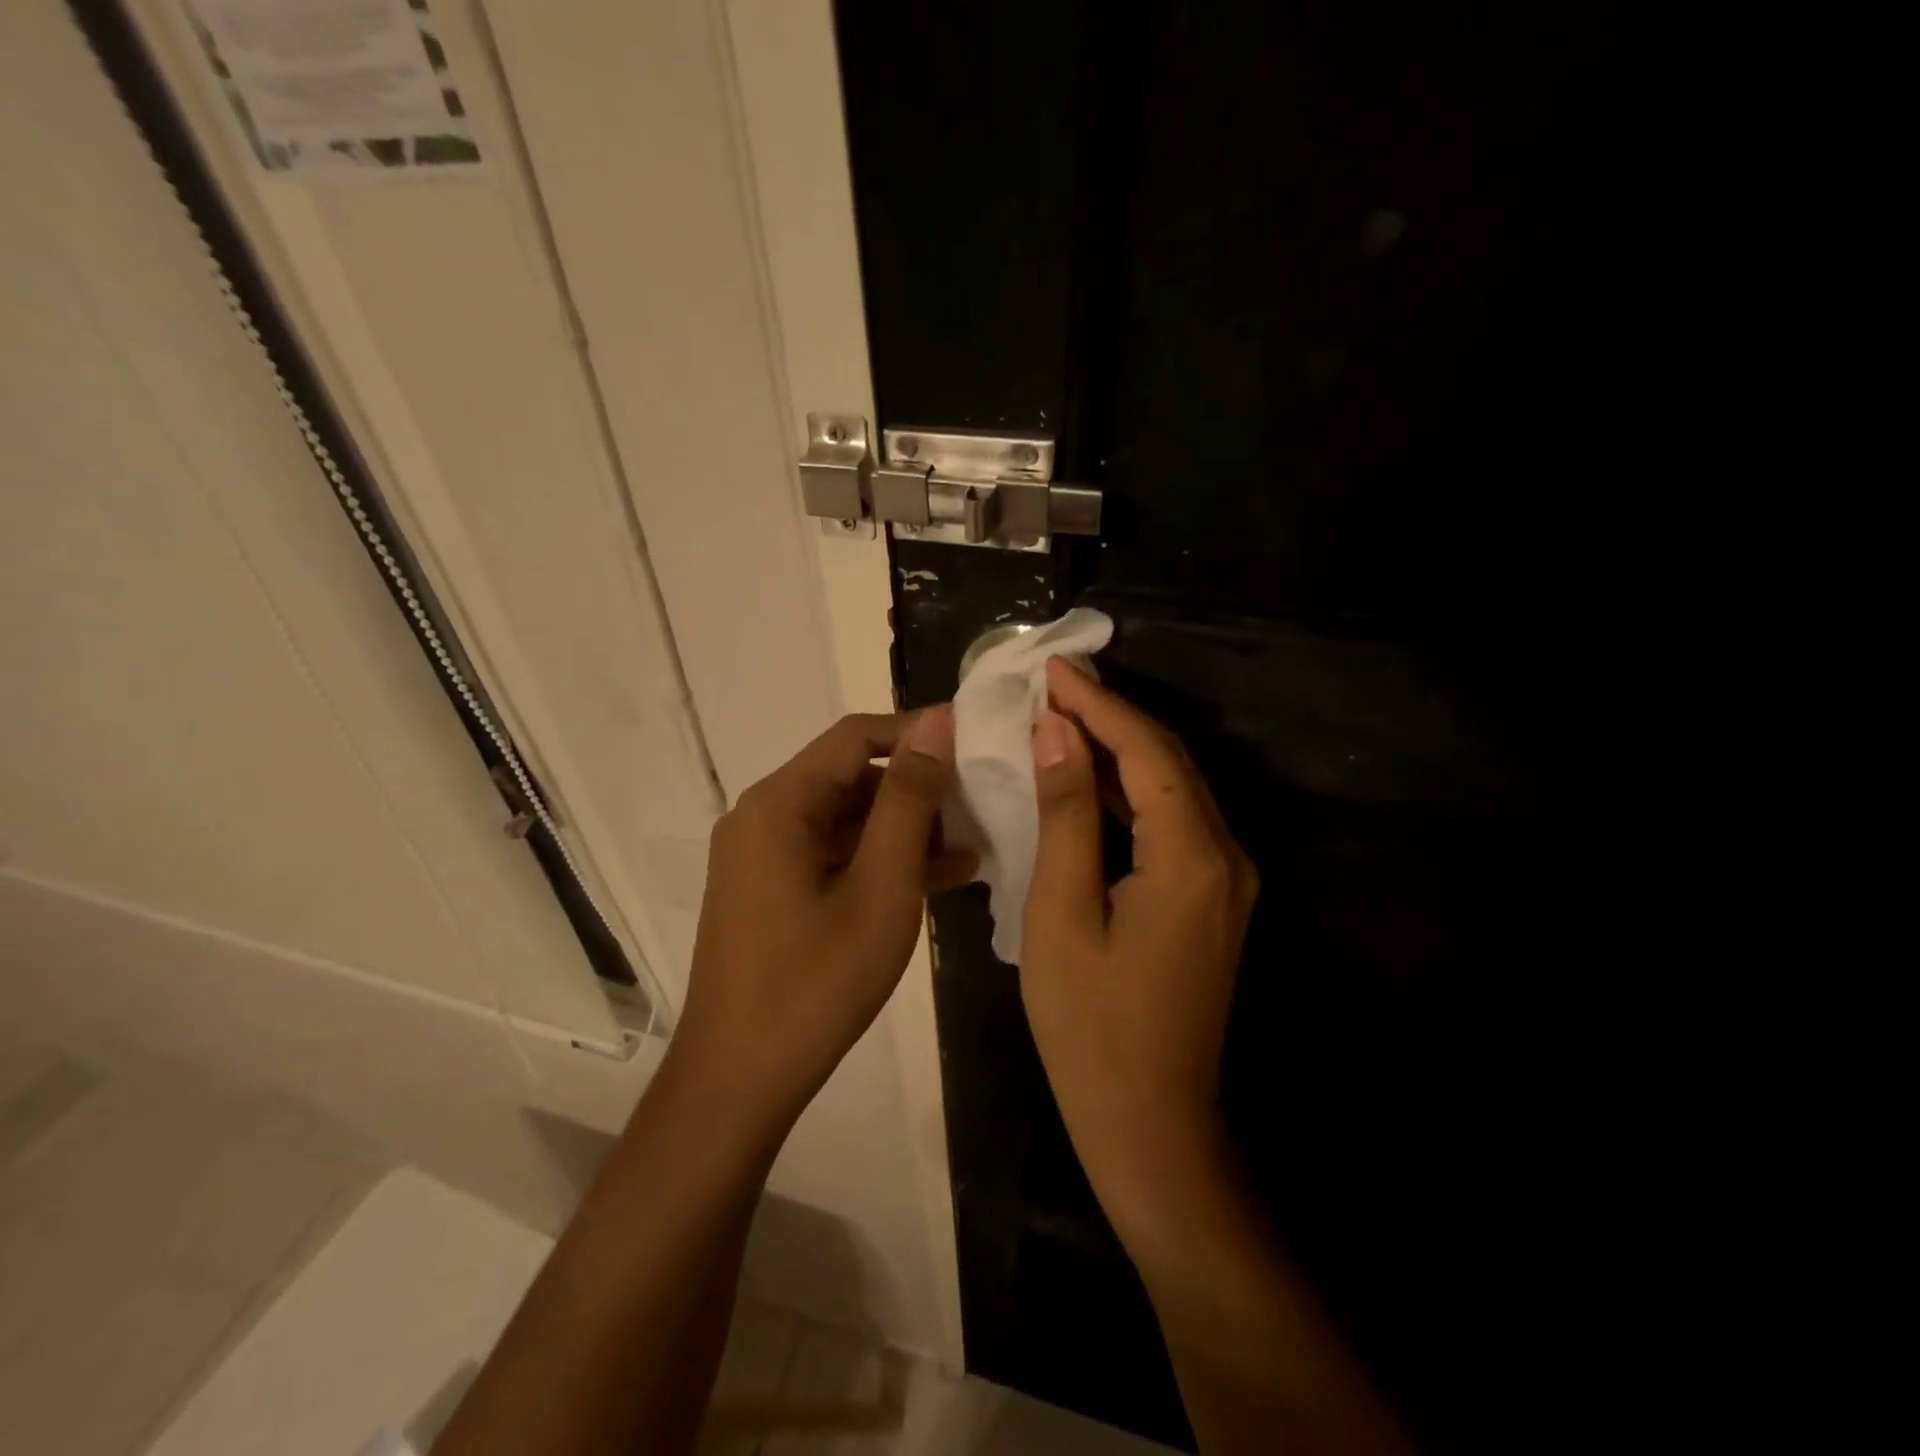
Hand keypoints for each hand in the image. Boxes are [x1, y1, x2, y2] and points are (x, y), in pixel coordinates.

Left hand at [674, 707, 967, 1130]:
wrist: (739, 1081)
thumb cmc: (816, 983)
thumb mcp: (881, 887)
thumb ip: (909, 800)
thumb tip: (935, 724)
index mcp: (780, 803)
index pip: (857, 736)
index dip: (918, 731)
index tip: (975, 741)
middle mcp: (764, 816)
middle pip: (851, 777)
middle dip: (918, 787)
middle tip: (982, 801)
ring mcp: (764, 856)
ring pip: (847, 819)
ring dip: (906, 828)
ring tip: (974, 842)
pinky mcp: (772, 890)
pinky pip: (834, 855)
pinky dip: (881, 860)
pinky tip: (941, 876)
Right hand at [1022, 660, 1258, 1227]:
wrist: (1150, 1123)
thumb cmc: (1090, 1025)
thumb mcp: (1062, 911)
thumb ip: (1066, 814)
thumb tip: (1058, 734)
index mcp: (1191, 856)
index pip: (1146, 751)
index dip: (1099, 705)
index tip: (1053, 670)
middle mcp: (1225, 857)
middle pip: (1168, 762)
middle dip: (1112, 716)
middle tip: (1055, 684)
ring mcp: (1225, 881)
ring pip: (1173, 789)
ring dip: (1121, 750)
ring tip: (1066, 716)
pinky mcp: (1212, 901)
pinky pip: (1172, 824)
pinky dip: (1131, 793)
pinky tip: (1091, 779)